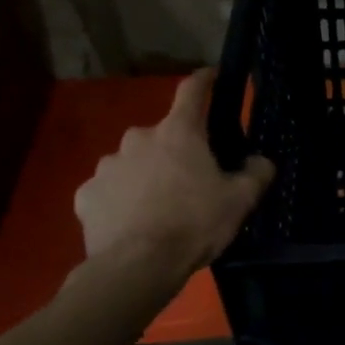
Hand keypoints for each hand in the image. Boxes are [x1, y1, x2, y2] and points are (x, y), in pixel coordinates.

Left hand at [73, 71, 274, 288]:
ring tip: (159, 205)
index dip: (205, 80)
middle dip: (176, 149)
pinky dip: (120, 198)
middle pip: (163, 133)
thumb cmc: (194, 224)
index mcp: (179, 132)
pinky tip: (131, 221)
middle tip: (191, 177)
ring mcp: (107, 166)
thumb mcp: (241, 200)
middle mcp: (139, 138)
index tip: (212, 76)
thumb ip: (257, 172)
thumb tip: (259, 160)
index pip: (193, 90)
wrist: (136, 268)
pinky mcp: (85, 195)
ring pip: (133, 161)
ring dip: (146, 173)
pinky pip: (108, 189)